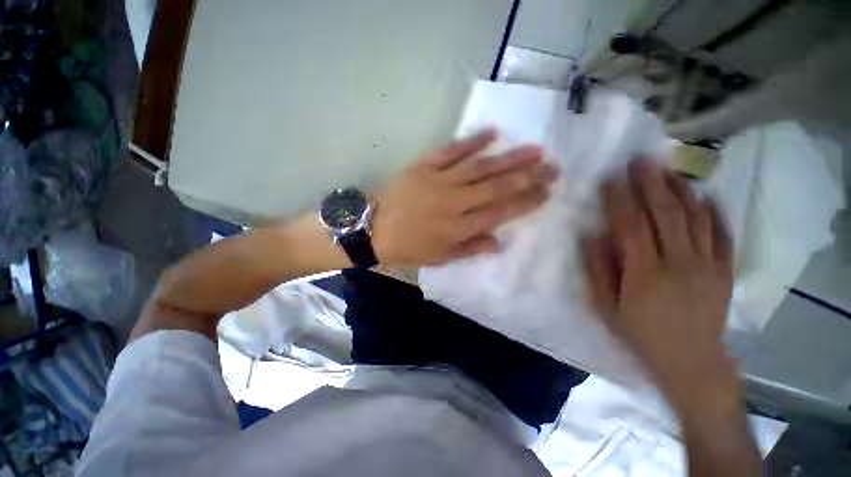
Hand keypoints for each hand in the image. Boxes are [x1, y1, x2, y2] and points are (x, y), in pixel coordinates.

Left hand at [372, 129, 557, 266]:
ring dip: (509, 158)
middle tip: (553, 166)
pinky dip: (471, 141)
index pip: (500, 212)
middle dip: (528, 177)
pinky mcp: (423, 166)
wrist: (373, 229)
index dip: (526, 202)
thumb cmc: (407, 248)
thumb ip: (470, 249)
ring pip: (480, 167)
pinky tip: (492, 133)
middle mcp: (454, 203)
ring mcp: (439, 181)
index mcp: (458, 228)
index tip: (546, 192)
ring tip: (534, 149)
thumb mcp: (439, 258)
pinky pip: (451, 151)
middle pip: (497, 187)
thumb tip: (499, 243)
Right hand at [583, 160, 739, 417]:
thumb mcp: (605, 308)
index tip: (609, 181)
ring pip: (695, 217)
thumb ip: (597, 271)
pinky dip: (713, 212)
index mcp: (644, 273)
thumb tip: (591, 237)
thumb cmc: (640, 334)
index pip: (630, 226)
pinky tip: (703, 196)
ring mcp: (707, 265)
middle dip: (650, 184)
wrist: (690, 361)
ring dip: (680, 190)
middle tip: (640, 161)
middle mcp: (679, 263)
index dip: (619, 201)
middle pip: (665, 214)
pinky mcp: (724, 270)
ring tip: (668, 170)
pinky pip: (722, 234)